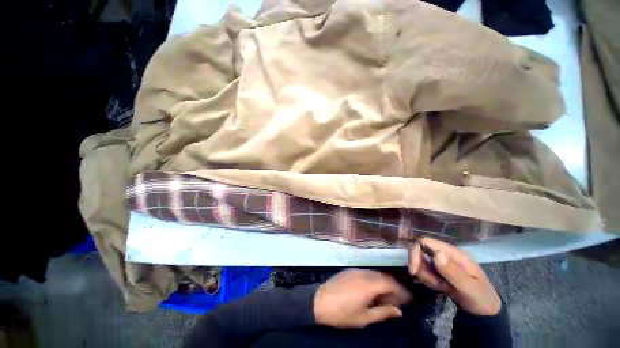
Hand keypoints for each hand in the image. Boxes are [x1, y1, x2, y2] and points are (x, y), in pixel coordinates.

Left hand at [314, 269, 412, 327]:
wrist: (319, 301)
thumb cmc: (342, 313)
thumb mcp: (364, 318)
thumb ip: (383, 313)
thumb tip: (399, 312)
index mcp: (369, 285)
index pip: (390, 282)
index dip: (400, 289)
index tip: (407, 298)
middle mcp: (364, 273)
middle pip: (383, 276)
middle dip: (392, 286)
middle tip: (396, 299)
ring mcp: (355, 270)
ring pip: (374, 273)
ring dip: (382, 282)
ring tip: (384, 296)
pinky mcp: (349, 270)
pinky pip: (365, 272)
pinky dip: (373, 279)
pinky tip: (371, 289)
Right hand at [408, 238, 500, 315]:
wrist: (485, 310)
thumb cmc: (481, 297)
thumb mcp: (469, 287)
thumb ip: (454, 271)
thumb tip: (437, 254)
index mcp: (451, 252)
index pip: (425, 241)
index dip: (415, 252)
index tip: (414, 271)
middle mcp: (443, 253)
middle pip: (419, 251)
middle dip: (420, 268)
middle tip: (431, 283)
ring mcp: (439, 262)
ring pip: (420, 262)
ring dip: (424, 276)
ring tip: (439, 286)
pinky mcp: (437, 270)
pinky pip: (423, 270)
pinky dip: (426, 280)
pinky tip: (438, 287)